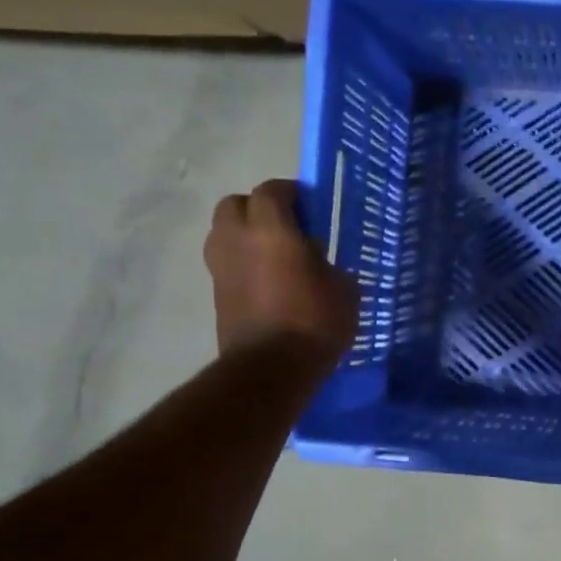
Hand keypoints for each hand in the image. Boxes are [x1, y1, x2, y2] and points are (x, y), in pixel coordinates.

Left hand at [204, 181, 358, 359]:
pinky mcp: (216, 294)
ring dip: (245, 236)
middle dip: (258, 209)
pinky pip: (227, 264)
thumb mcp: (343, 289)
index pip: (271, 191)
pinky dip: (243, 264)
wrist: (271, 369)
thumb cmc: (314, 322)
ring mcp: (221, 268)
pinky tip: (268, 283)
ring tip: (274, 256)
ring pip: (224, 234)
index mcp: (271, 230)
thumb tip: (316, 263)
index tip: (310, 206)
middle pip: (235, 205)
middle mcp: (237, 240)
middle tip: (286, 227)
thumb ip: (327, 264)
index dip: (290, 193)